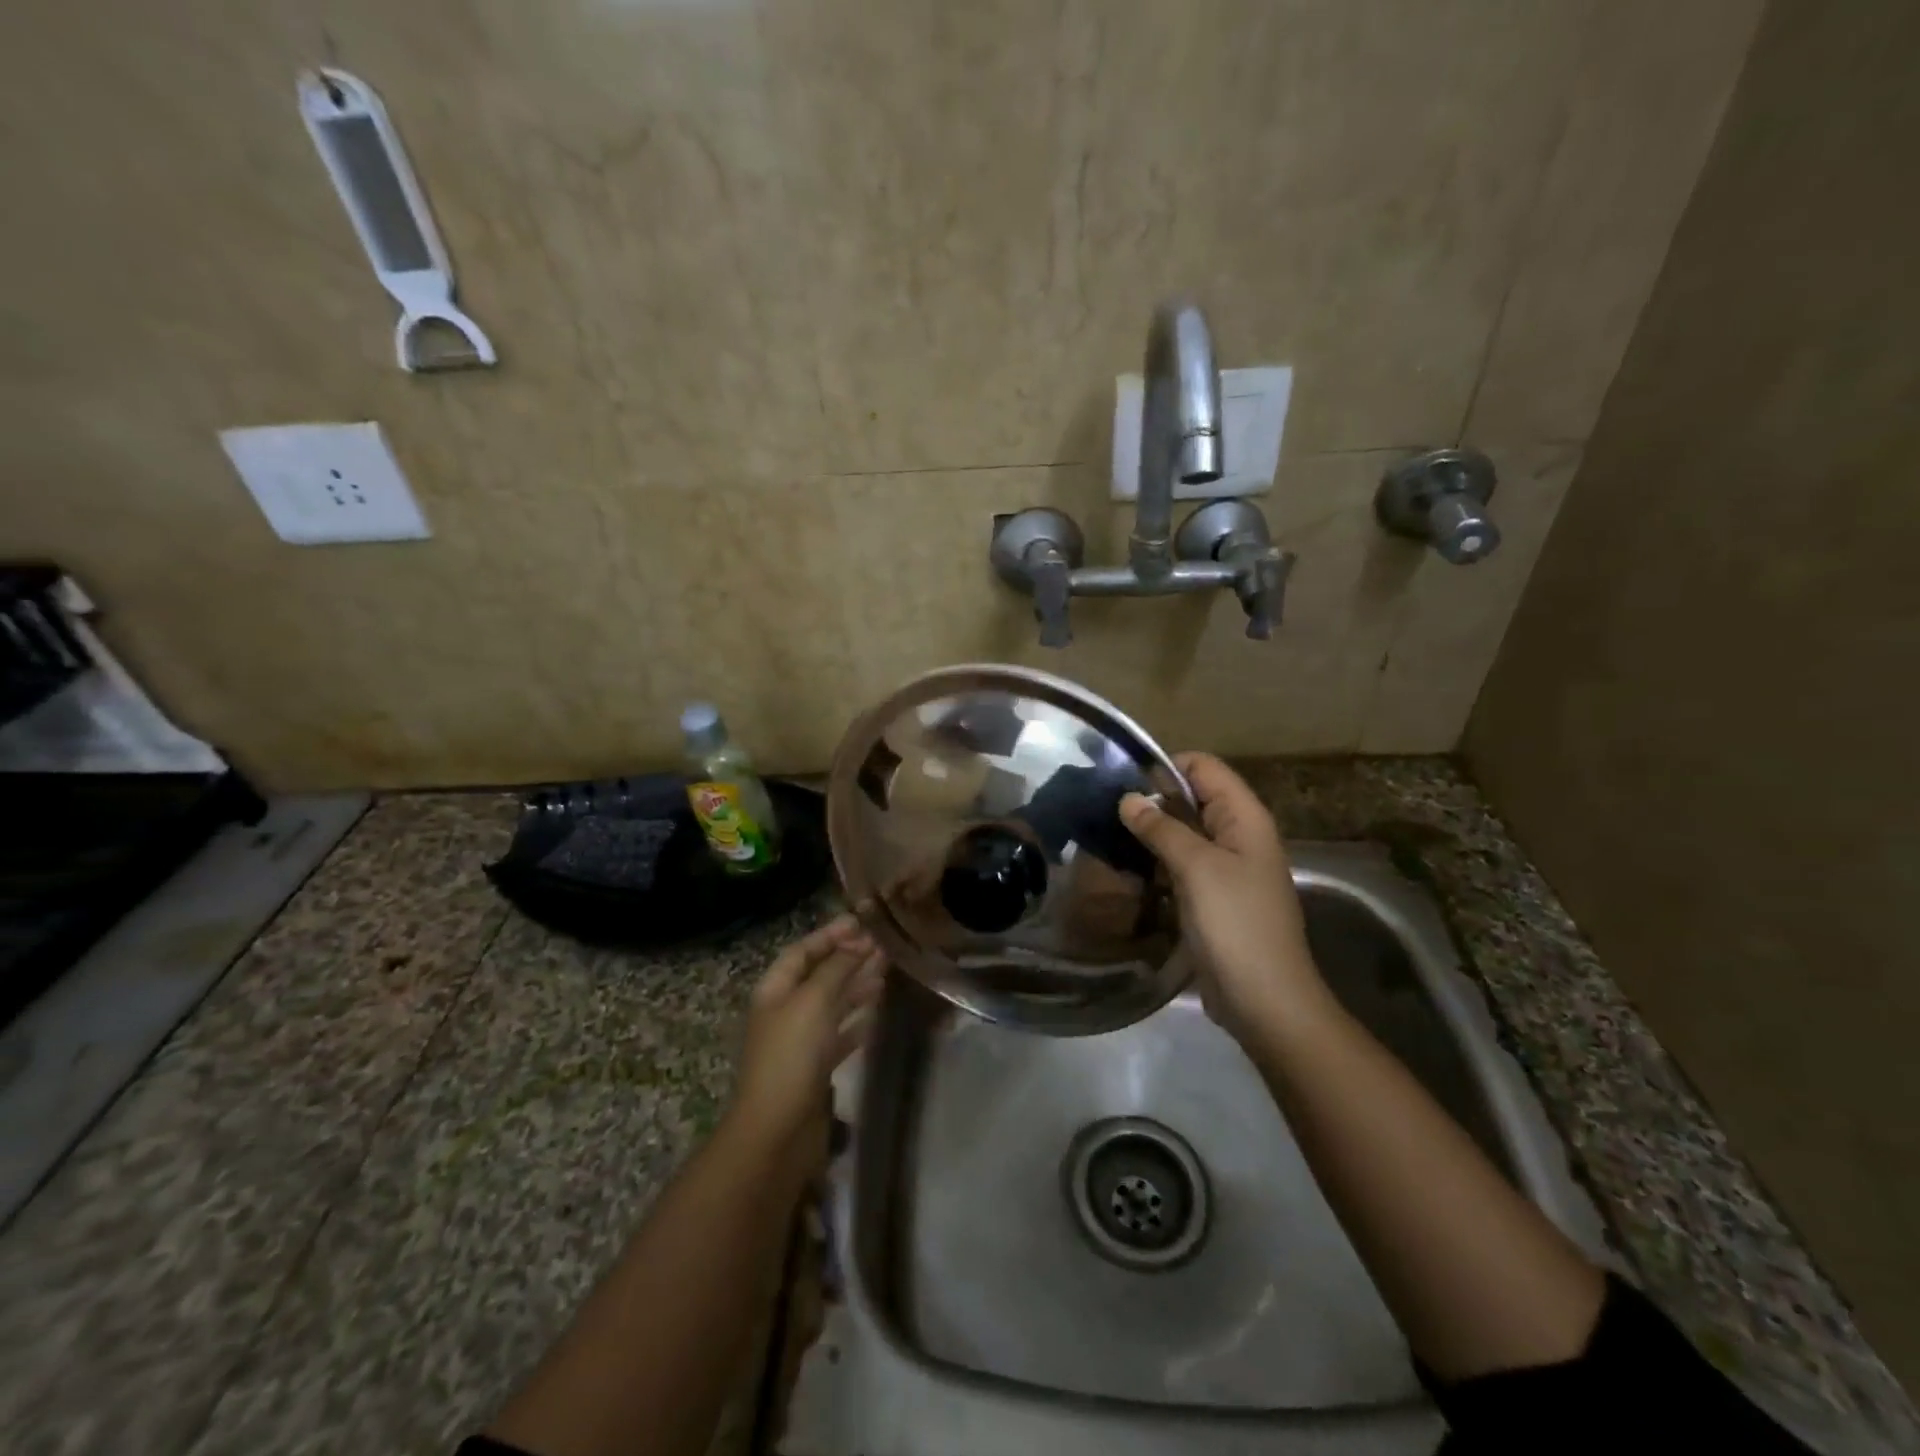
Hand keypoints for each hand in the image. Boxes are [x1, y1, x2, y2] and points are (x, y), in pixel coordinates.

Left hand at [727, 915, 885, 1151]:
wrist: (778, 1130)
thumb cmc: (791, 1055)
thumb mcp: (814, 1001)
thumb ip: (837, 968)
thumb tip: (859, 942)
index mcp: (775, 989)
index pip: (803, 950)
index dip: (830, 934)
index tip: (863, 923)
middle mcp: (786, 1010)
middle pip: (820, 975)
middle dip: (849, 958)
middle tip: (885, 946)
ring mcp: (801, 1040)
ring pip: (833, 1003)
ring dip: (857, 985)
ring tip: (887, 972)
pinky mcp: (816, 1067)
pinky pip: (840, 1034)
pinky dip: (857, 1020)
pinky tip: (877, 1012)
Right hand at [1120, 753, 1327, 1041]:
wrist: (1266, 1000)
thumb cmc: (1235, 924)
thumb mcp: (1197, 868)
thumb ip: (1162, 828)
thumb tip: (1127, 799)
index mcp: (1244, 817)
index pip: (1203, 767)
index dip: (1164, 767)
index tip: (1121, 782)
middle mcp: (1238, 834)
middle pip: (1192, 797)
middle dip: (1152, 800)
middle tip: (1104, 810)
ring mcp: (1226, 867)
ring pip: (1184, 832)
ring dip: (1151, 833)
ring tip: (1108, 837)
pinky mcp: (1213, 896)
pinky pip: (1181, 864)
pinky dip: (1157, 861)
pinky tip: (1127, 869)